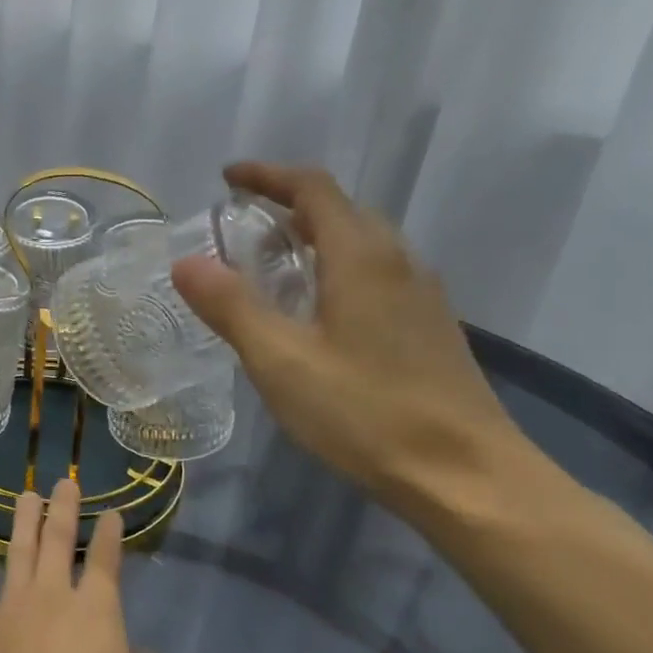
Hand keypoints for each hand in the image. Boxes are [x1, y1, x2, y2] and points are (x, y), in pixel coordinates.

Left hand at [0, 480, 170, 652]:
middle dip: (62, 508)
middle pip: (56, 540)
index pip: (105, 557)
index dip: (109, 532)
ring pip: (16, 554)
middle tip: (62, 483)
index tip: (110, 512)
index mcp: (96, 609)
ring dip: (22, 523)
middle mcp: (51, 597)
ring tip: (25, 498)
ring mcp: (9, 612)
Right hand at [171, 163, 536, 514]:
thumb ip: (231, 307)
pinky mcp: (429, 328)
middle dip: (289, 205)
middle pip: (341, 210)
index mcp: (361, 257)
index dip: (268, 176)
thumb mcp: (281, 361)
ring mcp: (421, 296)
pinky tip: (317, 312)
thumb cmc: (366, 412)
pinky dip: (336, 269)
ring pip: (362, 244)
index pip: (314, 189)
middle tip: (241, 226)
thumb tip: (186, 261)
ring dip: (314, 238)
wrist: (467, 476)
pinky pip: (376, 274)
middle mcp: (398, 262)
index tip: (228, 179)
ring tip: (272, 264)